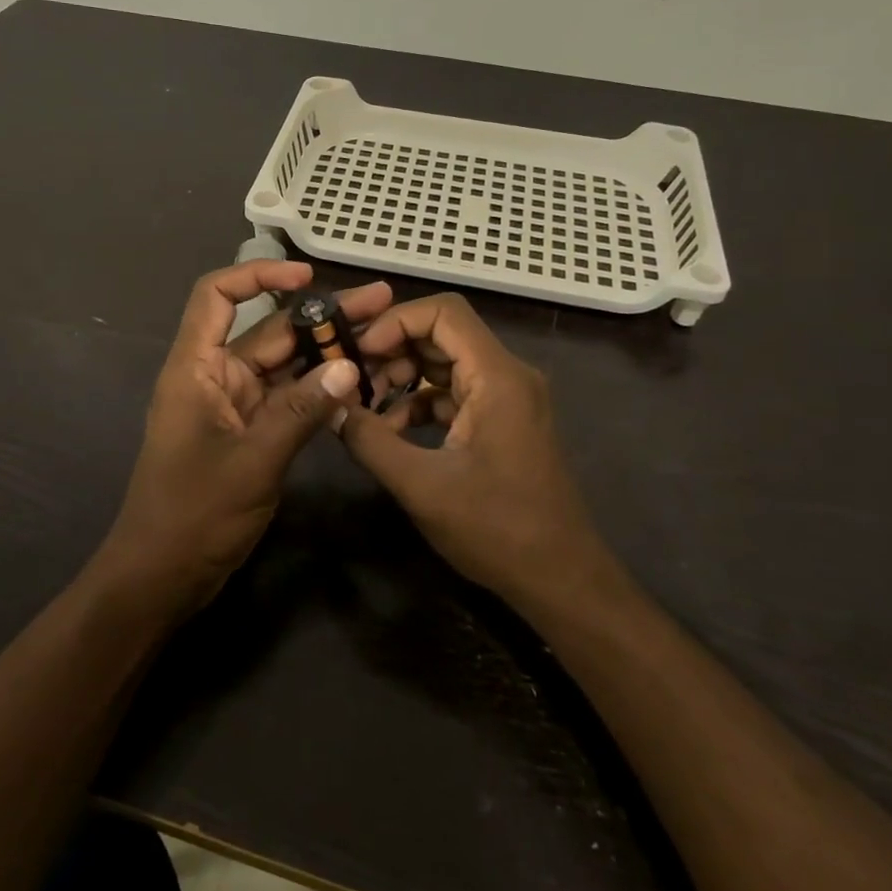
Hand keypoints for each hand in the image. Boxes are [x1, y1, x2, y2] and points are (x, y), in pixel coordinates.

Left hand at [91, 261, 388, 618]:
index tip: (308, 276)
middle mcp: (215, 377)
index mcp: (196, 368)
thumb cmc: (194, 514)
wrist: (162, 576)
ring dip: (326, 351)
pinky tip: (359, 383)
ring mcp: (234, 406)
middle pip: (267, 330)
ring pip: (284, 365)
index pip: (218, 296)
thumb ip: (302, 411)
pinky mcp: (250, 434)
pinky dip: (318, 390)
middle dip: (320, 315)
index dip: (258, 275)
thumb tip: (348, 366)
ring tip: (381, 336)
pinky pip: (288, 399)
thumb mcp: (253, 460)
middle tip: (380, 303)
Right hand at [338, 293, 622, 614]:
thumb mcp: (421, 485)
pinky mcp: (501, 420)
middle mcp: (506, 374)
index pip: (443, 312)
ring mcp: (506, 397)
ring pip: (445, 362)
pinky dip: (419, 402)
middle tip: (350, 376)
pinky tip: (390, 431)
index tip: (357, 351)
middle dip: (392, 349)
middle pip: (441, 333)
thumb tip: (332, 406)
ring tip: (364, 407)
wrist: (560, 578)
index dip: (395, 321)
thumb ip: (370, 440)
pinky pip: (453, 392)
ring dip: (402, 377)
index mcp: (497, 376)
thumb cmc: (496, 529)